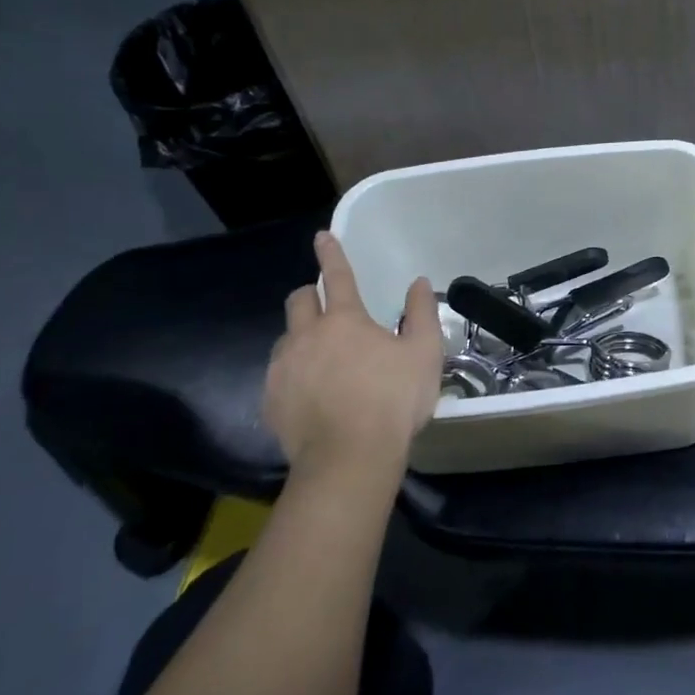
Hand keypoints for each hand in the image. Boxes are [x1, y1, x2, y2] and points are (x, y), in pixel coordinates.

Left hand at [264, 232, 442, 472]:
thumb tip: (418, 283)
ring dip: (301, 337)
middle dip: (310, 296)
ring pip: (285, 338)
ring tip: (322, 360)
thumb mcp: (424, 354)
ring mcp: (283, 369)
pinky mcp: (270, 400)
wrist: (349, 459)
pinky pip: (277, 375)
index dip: (331, 253)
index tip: (323, 235)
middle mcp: (306, 336)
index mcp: (344, 320)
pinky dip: (293, 374)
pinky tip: (311, 395)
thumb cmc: (393, 400)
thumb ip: (422, 314)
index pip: (337, 276)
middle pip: (298, 300)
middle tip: (328, 309)